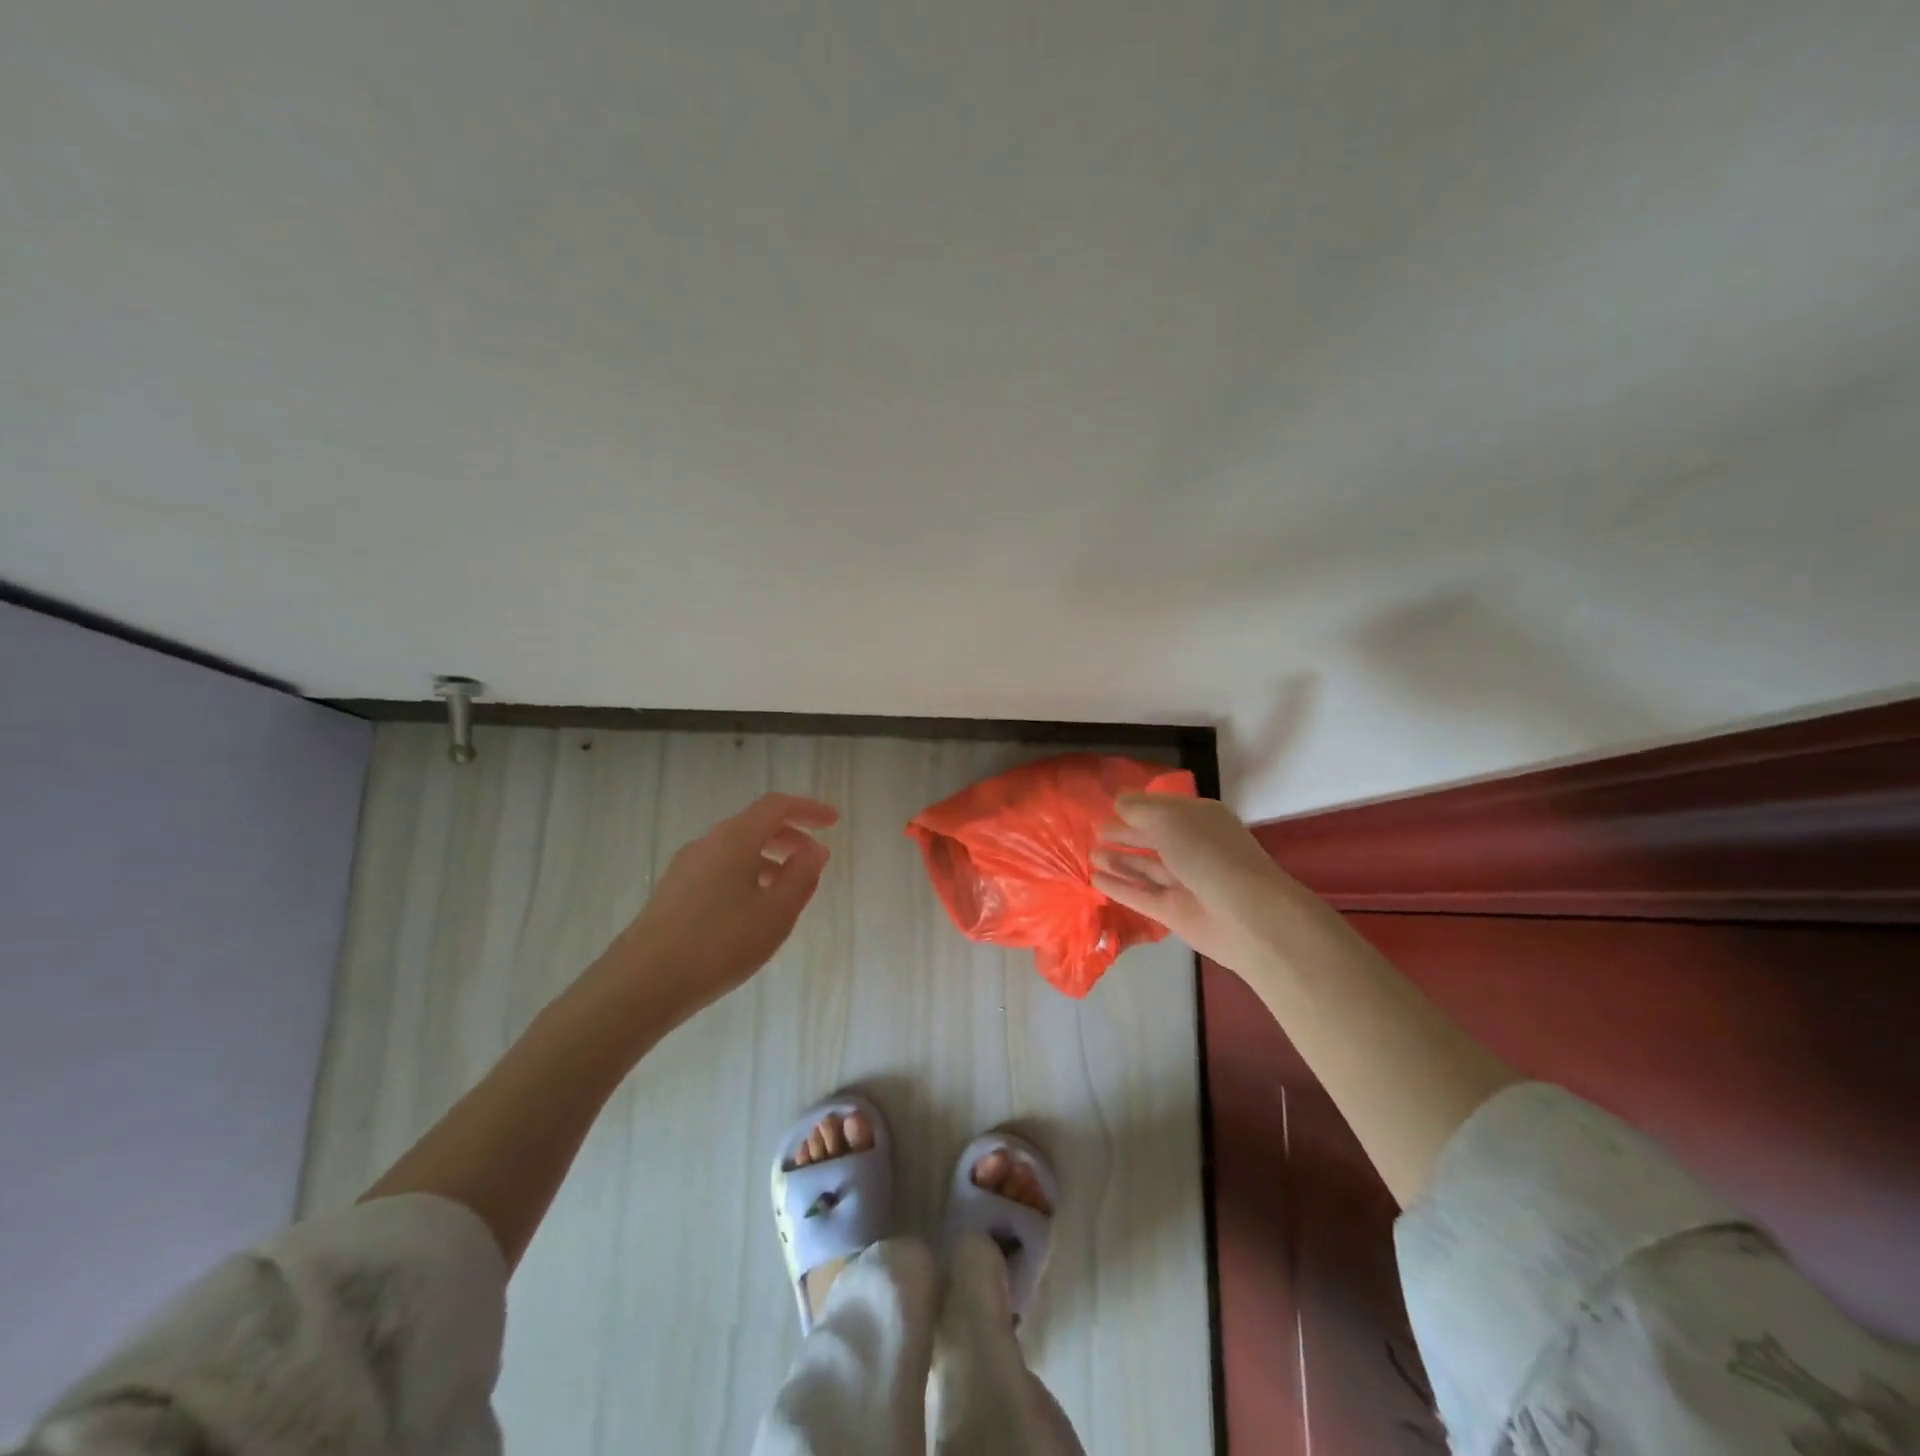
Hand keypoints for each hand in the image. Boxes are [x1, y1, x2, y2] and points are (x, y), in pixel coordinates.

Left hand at [596, 792, 838, 1022]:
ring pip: (736, 849)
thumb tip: (816, 850)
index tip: (834, 822)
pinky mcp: (673, 891)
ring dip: (769, 858)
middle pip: (755, 825)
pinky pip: (720, 868)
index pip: (776, 806)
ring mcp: (686, 867)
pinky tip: (753, 910)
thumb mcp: (775, 913)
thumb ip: (801, 877)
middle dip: (791, 836)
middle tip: (816, 860)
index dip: (808, 809)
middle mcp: (708, 843)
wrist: (641, 983)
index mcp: (735, 839)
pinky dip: (747, 874)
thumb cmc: (719, 944)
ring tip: (789, 890)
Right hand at [1092, 793, 1330, 975]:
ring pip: (1145, 867)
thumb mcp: (1168, 818)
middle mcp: (1192, 847)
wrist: (1246, 916)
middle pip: (1152, 837)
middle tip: (1095, 829)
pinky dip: (1119, 886)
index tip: (1109, 804)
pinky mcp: (1174, 911)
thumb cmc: (1207, 854)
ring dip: (1118, 860)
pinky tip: (1095, 879)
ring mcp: (1183, 881)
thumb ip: (1137, 808)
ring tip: (1090, 854)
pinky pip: (1140, 895)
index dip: (1137, 805)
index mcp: (1198, 819)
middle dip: (1125, 833)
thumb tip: (1117, 803)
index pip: (1162, 807)